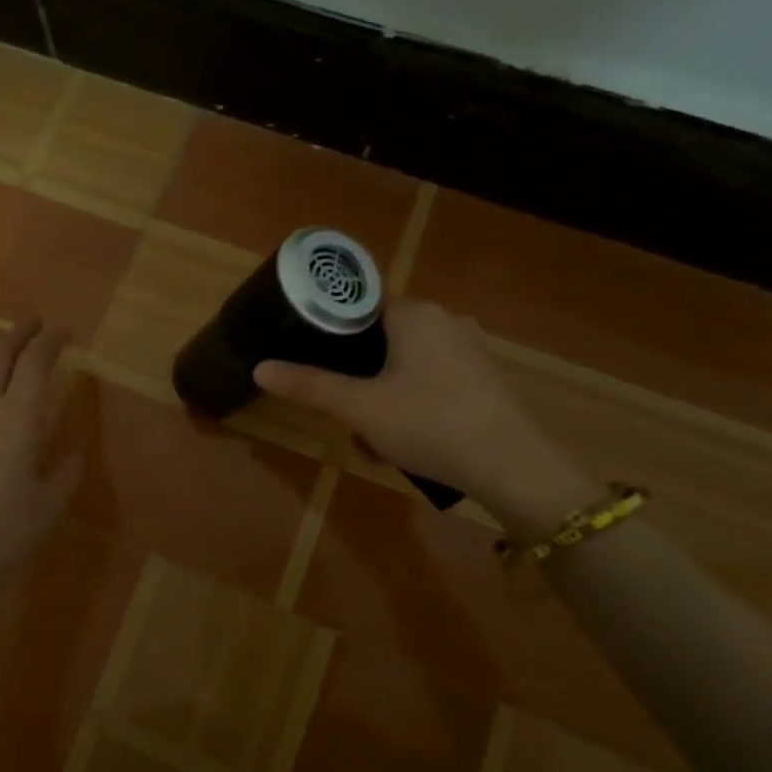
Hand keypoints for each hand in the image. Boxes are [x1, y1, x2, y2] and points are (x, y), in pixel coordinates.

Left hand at [0, 319, 81, 642]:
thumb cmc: (0, 532)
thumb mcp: (48, 507)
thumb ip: (65, 474)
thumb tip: (74, 454)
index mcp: (19, 417)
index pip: (36, 363)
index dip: (51, 341)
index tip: (65, 330)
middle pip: (0, 354)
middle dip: (19, 333)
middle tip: (36, 324)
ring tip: (1, 336)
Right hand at [254, 300, 593, 526]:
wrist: (512, 466)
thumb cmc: (429, 425)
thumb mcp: (360, 408)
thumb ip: (309, 386)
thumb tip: (259, 368)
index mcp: (413, 313)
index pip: (359, 304)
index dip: (331, 331)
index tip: (314, 361)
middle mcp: (444, 318)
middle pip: (381, 338)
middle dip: (358, 378)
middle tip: (345, 416)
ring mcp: (469, 347)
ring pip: (406, 363)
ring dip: (383, 396)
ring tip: (374, 441)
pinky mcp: (484, 375)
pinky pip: (433, 378)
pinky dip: (413, 401)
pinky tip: (409, 440)